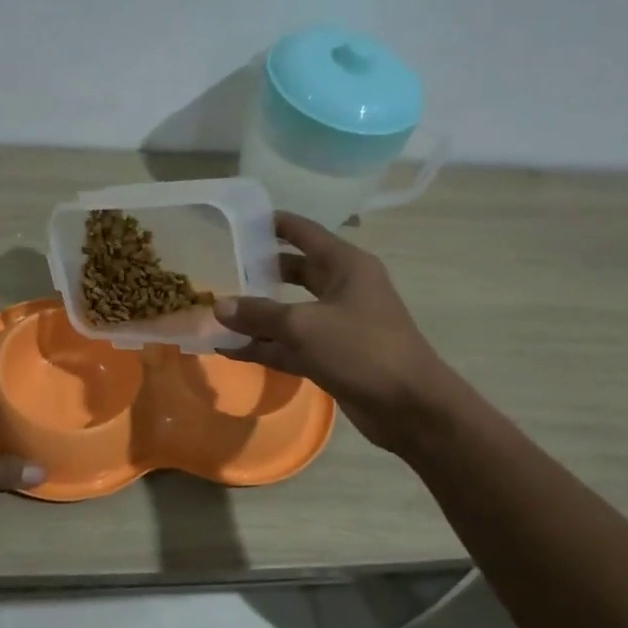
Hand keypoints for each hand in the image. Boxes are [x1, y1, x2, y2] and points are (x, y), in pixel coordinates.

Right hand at [215, 213, 451, 452]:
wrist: (410, 406)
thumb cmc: (362, 349)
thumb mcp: (304, 326)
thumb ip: (259, 314)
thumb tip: (219, 305)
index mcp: (346, 265)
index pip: (304, 232)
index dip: (273, 225)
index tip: (238, 221)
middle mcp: (343, 288)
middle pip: (294, 272)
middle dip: (259, 272)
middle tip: (220, 269)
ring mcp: (337, 324)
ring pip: (290, 312)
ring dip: (257, 316)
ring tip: (216, 313)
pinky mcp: (332, 356)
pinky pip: (291, 345)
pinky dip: (265, 347)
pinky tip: (230, 350)